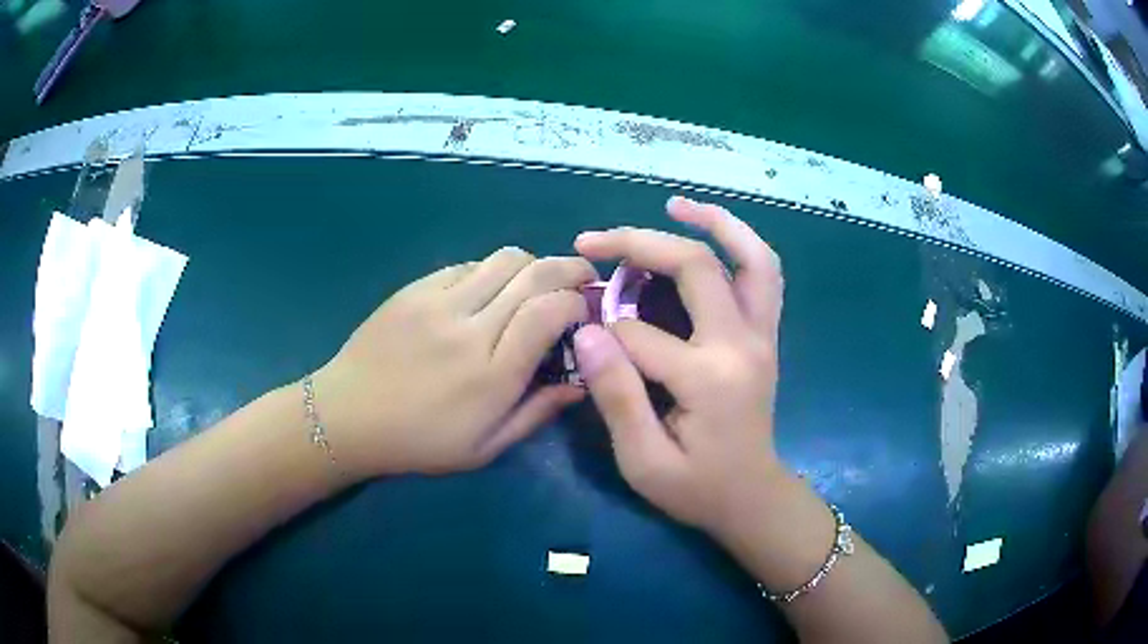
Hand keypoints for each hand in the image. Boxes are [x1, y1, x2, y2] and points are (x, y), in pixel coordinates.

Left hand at [312, 248, 596, 477]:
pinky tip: (487, 292)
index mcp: (491, 375)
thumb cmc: (419, 442)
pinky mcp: (415, 289)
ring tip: (534, 285)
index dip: (577, 301)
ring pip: (503, 259)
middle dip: (569, 269)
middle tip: (580, 279)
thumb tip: (580, 383)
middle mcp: (469, 328)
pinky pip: (467, 265)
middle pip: (534, 273)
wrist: (348, 415)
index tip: (585, 310)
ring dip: (531, 265)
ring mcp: (438, 302)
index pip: (550, 312)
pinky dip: (490, 271)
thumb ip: (536, 413)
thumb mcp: (484, 448)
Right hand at [573, 197, 784, 537]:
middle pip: (695, 268)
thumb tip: (586, 331)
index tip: (584, 345)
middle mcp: (743, 344)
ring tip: (674, 204)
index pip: (640, 334)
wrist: (752, 498)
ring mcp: (762, 335)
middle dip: (637, 245)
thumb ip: (616, 396)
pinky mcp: (766, 335)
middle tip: (592, 241)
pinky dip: (740, 243)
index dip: (603, 336)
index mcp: (710, 378)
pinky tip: (711, 233)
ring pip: (751, 257)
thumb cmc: (697, 489)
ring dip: (714, 223)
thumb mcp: (644, 461)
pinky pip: (764, 274)